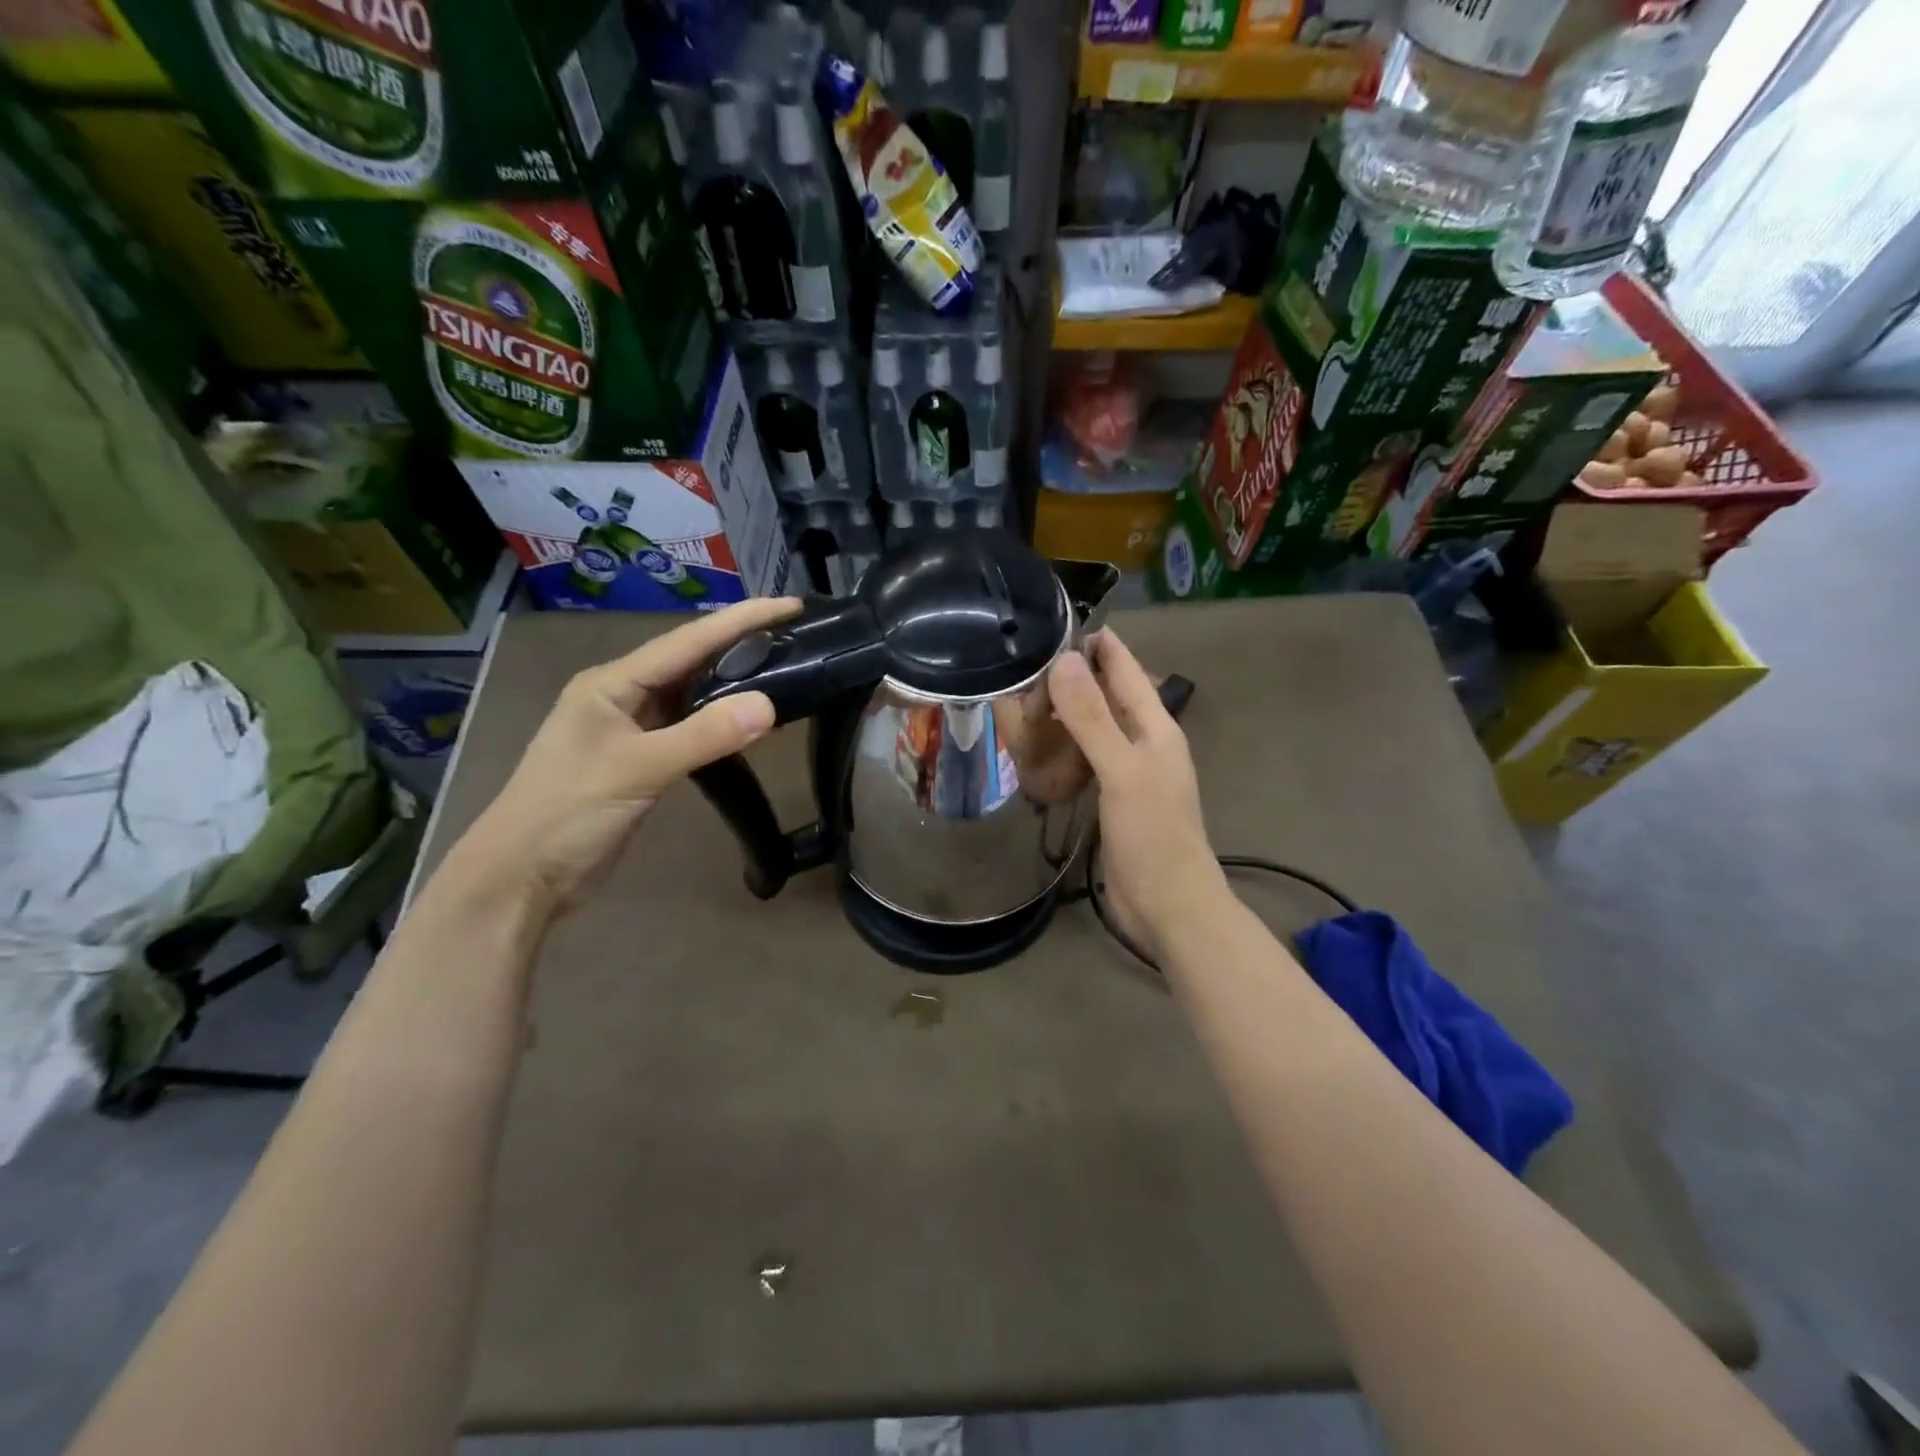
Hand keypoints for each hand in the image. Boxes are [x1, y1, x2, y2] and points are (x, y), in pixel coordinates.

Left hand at [456, 597, 801, 918]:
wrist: (521, 879)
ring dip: (736, 685)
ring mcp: (632, 729)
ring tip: (787, 672)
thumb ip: (704, 736)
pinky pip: (691, 729)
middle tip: (797, 636)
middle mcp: (622, 696)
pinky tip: (754, 726)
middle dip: (743, 645)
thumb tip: (770, 705)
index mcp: (612, 682)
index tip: (791, 605)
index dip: (741, 620)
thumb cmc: (567, 814)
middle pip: (692, 661)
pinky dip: (723, 725)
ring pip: (693, 696)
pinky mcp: (642, 760)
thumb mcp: (637, 769)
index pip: (688, 641)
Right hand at [1048, 631, 1225, 958]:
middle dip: (1078, 675)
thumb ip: (1093, 718)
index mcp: (1156, 728)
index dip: (1101, 645)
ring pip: (1097, 728)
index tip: (1062, 620)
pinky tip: (1041, 747)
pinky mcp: (1113, 800)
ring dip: (1069, 711)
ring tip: (1028, 695)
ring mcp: (1129, 773)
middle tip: (1029, 660)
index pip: (1127, 671)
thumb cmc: (1152, 835)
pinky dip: (1066, 747)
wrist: (1168, 905)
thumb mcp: (1122, 771)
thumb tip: (1065, 661)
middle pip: (1111, 697)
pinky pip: (1088, 759)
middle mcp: (1144, 743)